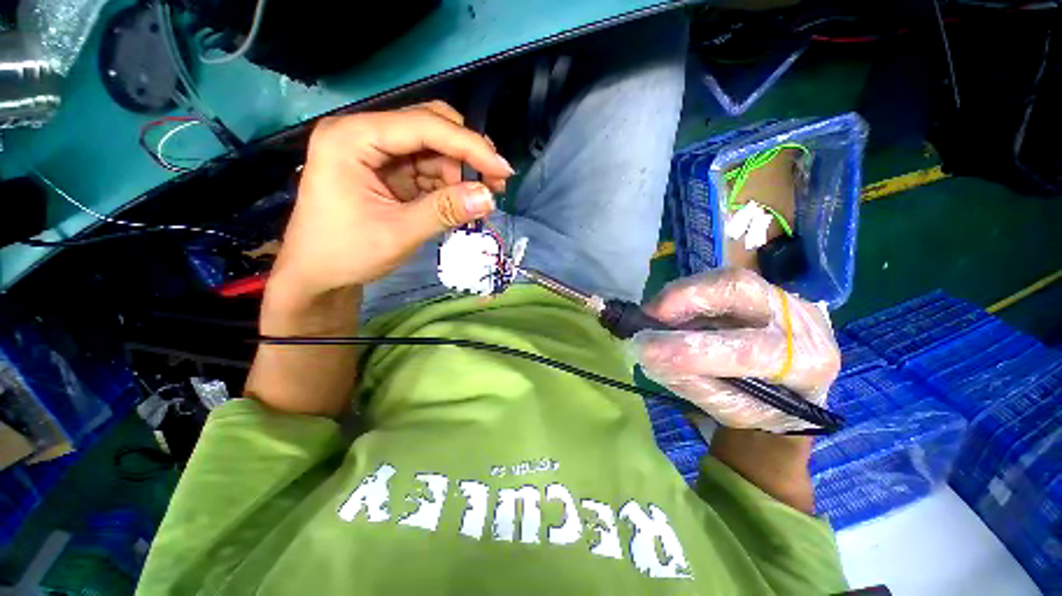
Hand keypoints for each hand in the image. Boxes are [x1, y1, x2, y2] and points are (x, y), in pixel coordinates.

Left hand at [269, 101, 514, 306]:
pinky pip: (427, 168)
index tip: (503, 170)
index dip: (469, 145)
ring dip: (460, 172)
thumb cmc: (345, 253)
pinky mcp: (386, 171)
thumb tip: (489, 198)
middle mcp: (364, 134)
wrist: (316, 275)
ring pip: (433, 148)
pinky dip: (448, 185)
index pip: (422, 126)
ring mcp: (375, 152)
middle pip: (429, 126)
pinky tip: (459, 202)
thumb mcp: (398, 233)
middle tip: (494, 182)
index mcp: (352, 138)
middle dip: (466, 153)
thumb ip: (444, 211)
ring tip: (477, 200)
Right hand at [633, 269, 839, 432]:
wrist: (800, 386)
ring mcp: (783, 296)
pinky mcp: (763, 287)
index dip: (692, 349)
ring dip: (679, 294)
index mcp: (805, 365)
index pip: (747, 351)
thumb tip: (649, 356)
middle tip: (648, 314)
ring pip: (727, 280)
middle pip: (741, 290)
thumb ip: (694, 385)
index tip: (645, 349)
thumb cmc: (766, 406)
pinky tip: (670, 309)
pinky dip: (686, 293)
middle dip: (684, 298)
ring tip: (654, 314)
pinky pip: (718, 282)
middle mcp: (803, 320)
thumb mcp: (733, 410)